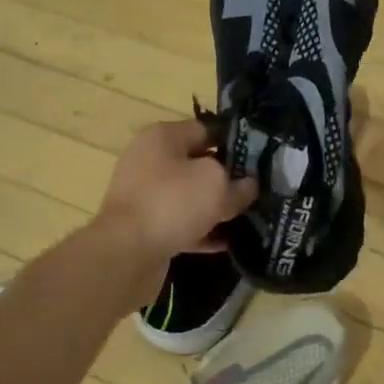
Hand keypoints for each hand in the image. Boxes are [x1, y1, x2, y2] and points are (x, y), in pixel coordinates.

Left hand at [96, 118, 257, 262]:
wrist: (125, 253)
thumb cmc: (172, 203)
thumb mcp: (217, 185)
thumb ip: (238, 184)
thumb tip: (249, 186)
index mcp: (163, 137)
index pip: (207, 129)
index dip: (235, 143)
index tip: (259, 160)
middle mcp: (149, 160)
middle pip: (197, 164)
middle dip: (226, 178)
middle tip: (256, 191)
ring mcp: (144, 194)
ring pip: (188, 196)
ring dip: (214, 207)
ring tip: (245, 218)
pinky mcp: (143, 226)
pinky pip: (179, 223)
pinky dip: (200, 231)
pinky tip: (226, 242)